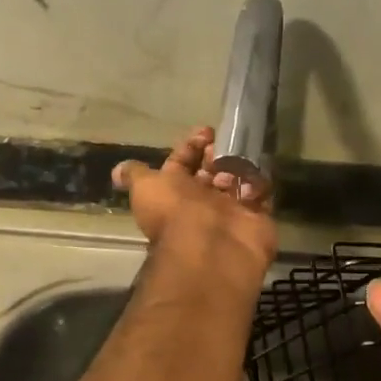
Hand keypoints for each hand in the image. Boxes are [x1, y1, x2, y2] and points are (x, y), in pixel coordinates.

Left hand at [112, 126, 276, 284]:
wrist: (210, 248)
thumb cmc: (175, 212)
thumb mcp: (145, 188)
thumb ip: (136, 175)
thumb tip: (119, 172)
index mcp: (175, 193)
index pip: (183, 163)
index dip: (192, 145)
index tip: (206, 132)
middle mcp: (202, 203)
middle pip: (213, 170)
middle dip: (218, 154)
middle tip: (224, 148)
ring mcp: (231, 211)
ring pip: (238, 179)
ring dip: (238, 167)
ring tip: (237, 166)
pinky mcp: (257, 219)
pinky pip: (262, 194)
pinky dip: (258, 185)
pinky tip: (251, 183)